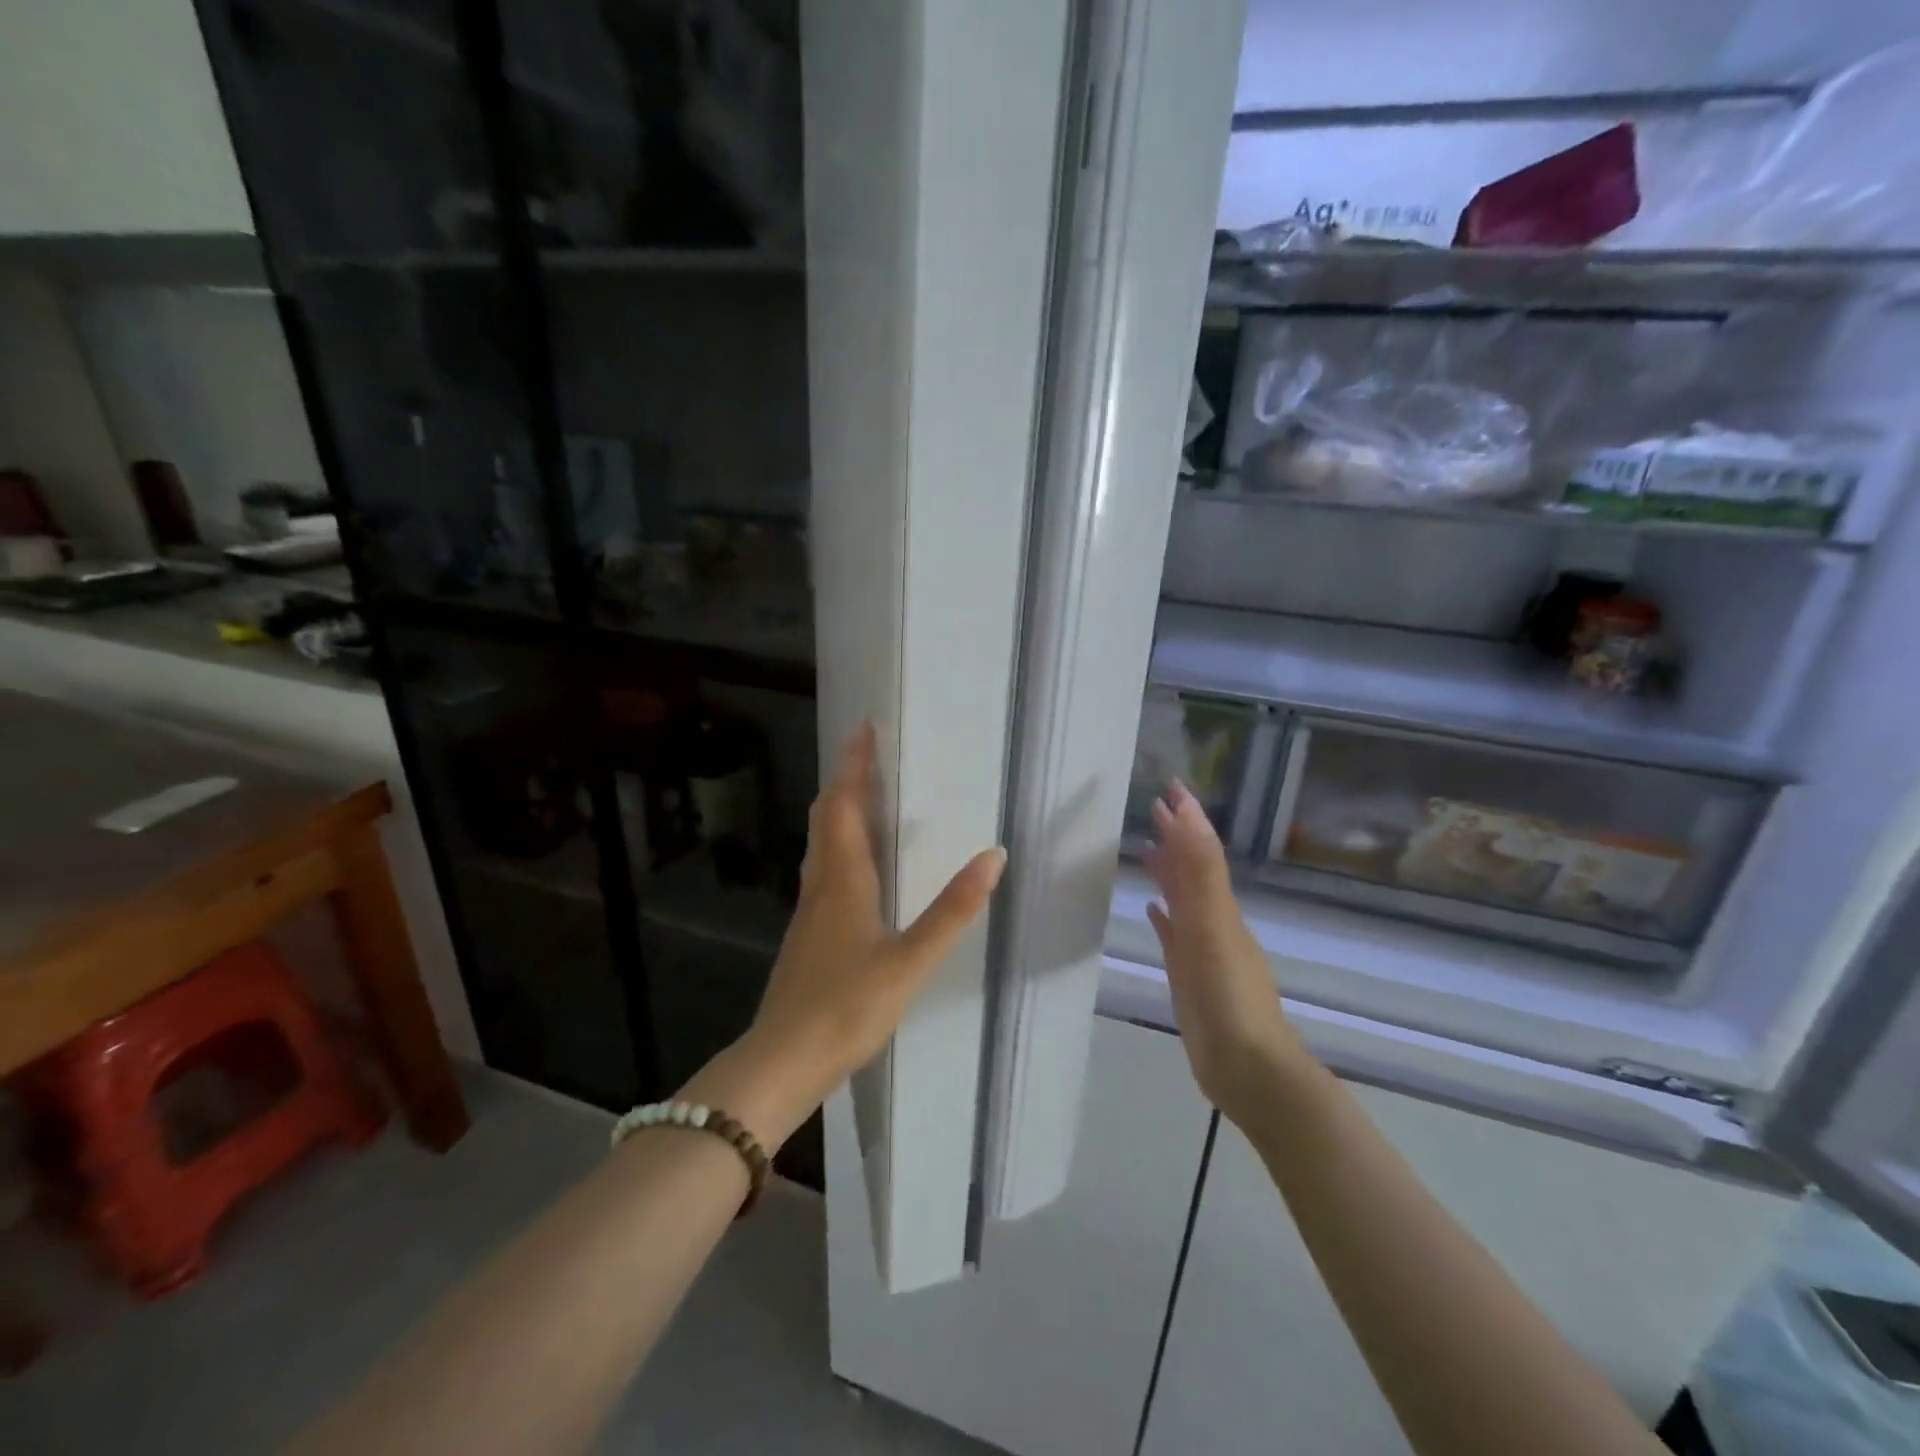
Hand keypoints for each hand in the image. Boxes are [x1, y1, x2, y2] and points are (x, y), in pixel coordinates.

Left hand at [682, 725, 1005, 1148]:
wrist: (782, 1061)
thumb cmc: (846, 1007)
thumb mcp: (910, 961)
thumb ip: (952, 910)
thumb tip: (992, 855)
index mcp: (843, 879)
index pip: (842, 804)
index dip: (853, 765)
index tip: (863, 730)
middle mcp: (821, 885)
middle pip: (825, 817)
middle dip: (845, 782)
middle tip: (869, 758)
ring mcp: (809, 911)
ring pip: (820, 844)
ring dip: (839, 812)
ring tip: (866, 800)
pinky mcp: (808, 935)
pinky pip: (822, 871)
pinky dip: (838, 847)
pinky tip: (856, 869)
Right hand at [1144, 782, 1302, 1124]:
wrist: (1247, 1066)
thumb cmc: (1229, 994)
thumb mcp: (1214, 925)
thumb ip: (1200, 873)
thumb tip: (1190, 814)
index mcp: (1218, 905)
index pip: (1201, 849)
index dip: (1188, 817)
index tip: (1171, 786)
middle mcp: (1212, 920)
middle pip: (1191, 868)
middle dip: (1177, 836)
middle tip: (1154, 808)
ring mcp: (1202, 949)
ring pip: (1182, 898)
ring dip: (1168, 871)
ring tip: (1147, 848)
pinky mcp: (1189, 975)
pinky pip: (1174, 934)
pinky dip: (1164, 915)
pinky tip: (1152, 910)